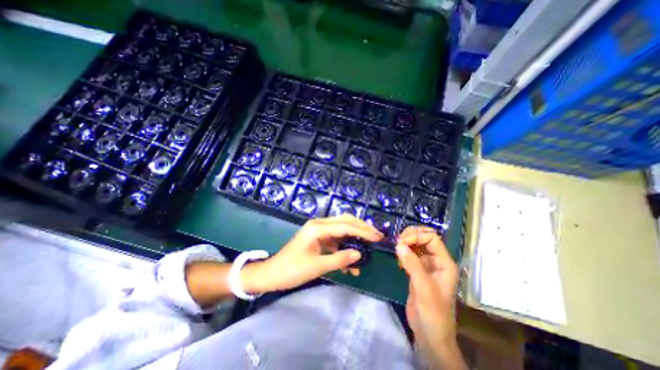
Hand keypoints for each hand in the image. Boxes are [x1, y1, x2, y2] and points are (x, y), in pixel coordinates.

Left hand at [243, 214, 384, 294]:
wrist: (272, 274)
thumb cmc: (292, 270)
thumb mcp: (317, 266)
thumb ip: (339, 259)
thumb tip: (359, 255)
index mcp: (317, 227)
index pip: (345, 226)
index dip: (363, 231)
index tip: (378, 237)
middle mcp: (319, 224)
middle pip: (345, 221)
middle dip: (362, 228)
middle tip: (376, 237)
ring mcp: (319, 231)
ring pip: (342, 230)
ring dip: (354, 240)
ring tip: (367, 251)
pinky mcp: (319, 238)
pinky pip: (336, 240)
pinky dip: (345, 249)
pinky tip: (350, 264)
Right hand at [397, 227, 463, 367]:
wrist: (430, 336)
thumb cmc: (433, 314)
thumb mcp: (424, 289)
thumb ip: (413, 265)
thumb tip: (399, 245)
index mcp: (445, 263)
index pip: (432, 238)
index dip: (417, 236)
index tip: (402, 242)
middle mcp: (437, 261)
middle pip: (424, 238)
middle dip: (410, 236)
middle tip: (397, 242)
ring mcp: (427, 266)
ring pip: (416, 245)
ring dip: (406, 243)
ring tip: (397, 250)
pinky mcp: (417, 271)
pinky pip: (410, 255)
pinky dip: (403, 253)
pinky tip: (398, 261)